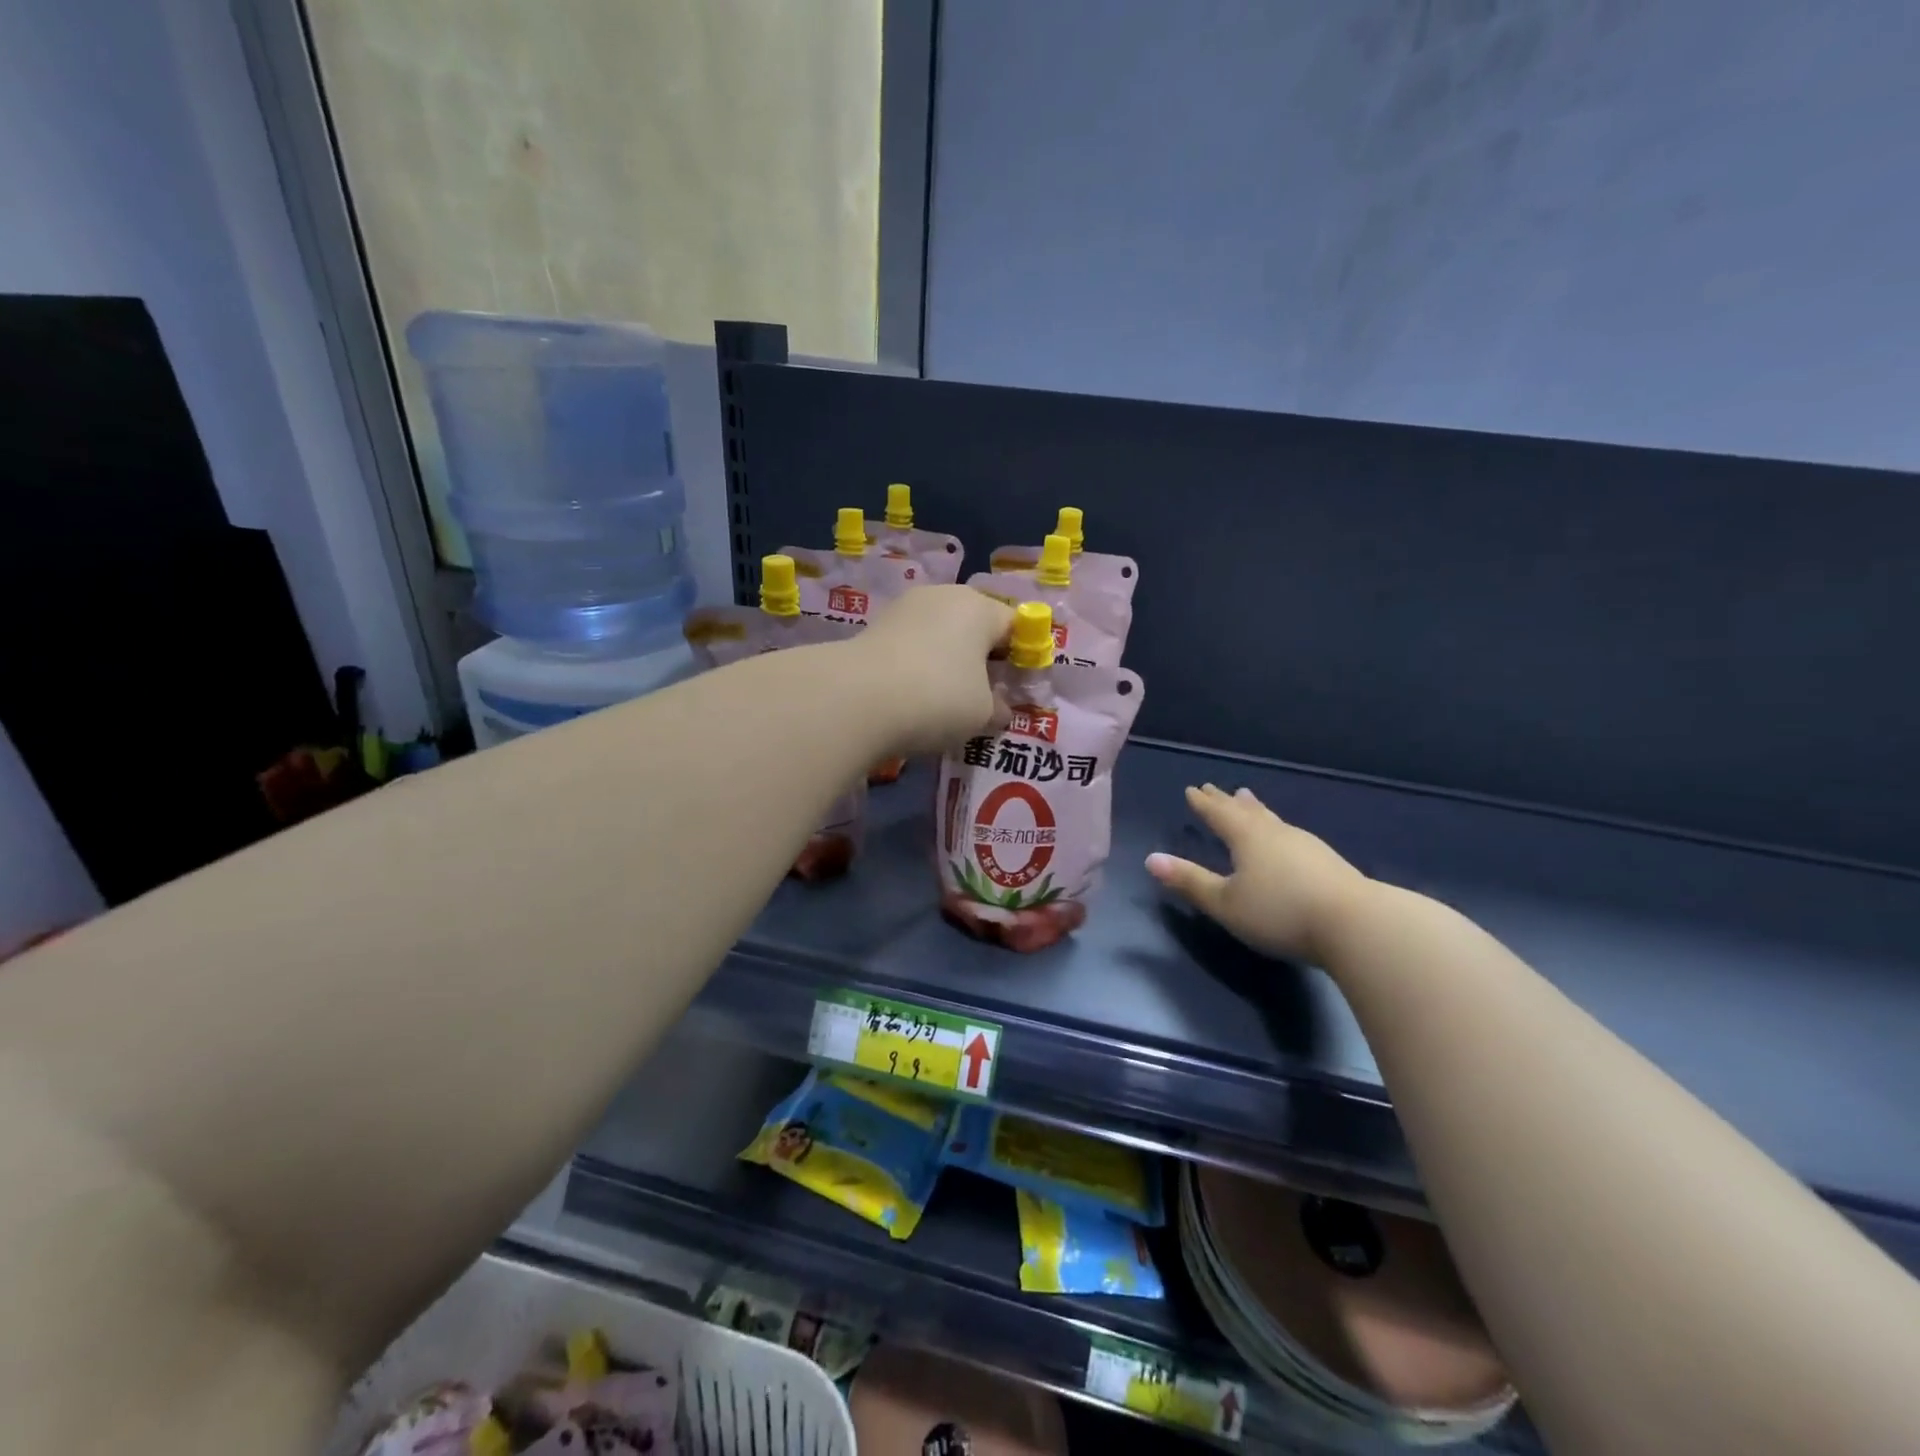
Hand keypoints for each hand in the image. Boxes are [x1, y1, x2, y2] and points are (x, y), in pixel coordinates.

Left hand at [853, 586, 1013, 755]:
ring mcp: (904, 608)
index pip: (1015, 625)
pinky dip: (918, 666)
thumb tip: (1000, 709)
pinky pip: (912, 646)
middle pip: (975, 625)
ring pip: (940, 635)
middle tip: (985, 696)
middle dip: (983, 658)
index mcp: (980, 607)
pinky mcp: (874, 627)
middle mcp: (943, 596)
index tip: (1018, 688)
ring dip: (948, 661)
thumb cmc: (938, 698)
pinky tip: (914, 696)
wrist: (856, 699)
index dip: (1023, 656)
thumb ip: (998, 708)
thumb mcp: (982, 713)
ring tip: (946, 700)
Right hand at [1147, 785, 1372, 964]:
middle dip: (1227, 801)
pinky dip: (1276, 827)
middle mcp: (1275, 833)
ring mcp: (1306, 845)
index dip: (1203, 803)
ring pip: (1272, 820)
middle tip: (1215, 788)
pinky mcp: (1328, 862)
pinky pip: (1290, 834)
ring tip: (1248, 800)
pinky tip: (1285, 839)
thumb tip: (1151, 859)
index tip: (1192, 790)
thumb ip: (1189, 881)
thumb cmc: (1280, 912)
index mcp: (1247, 838)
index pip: (1219, 814)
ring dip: (1255, 810)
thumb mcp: (1225, 903)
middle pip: (1246, 811)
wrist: (1357, 924)